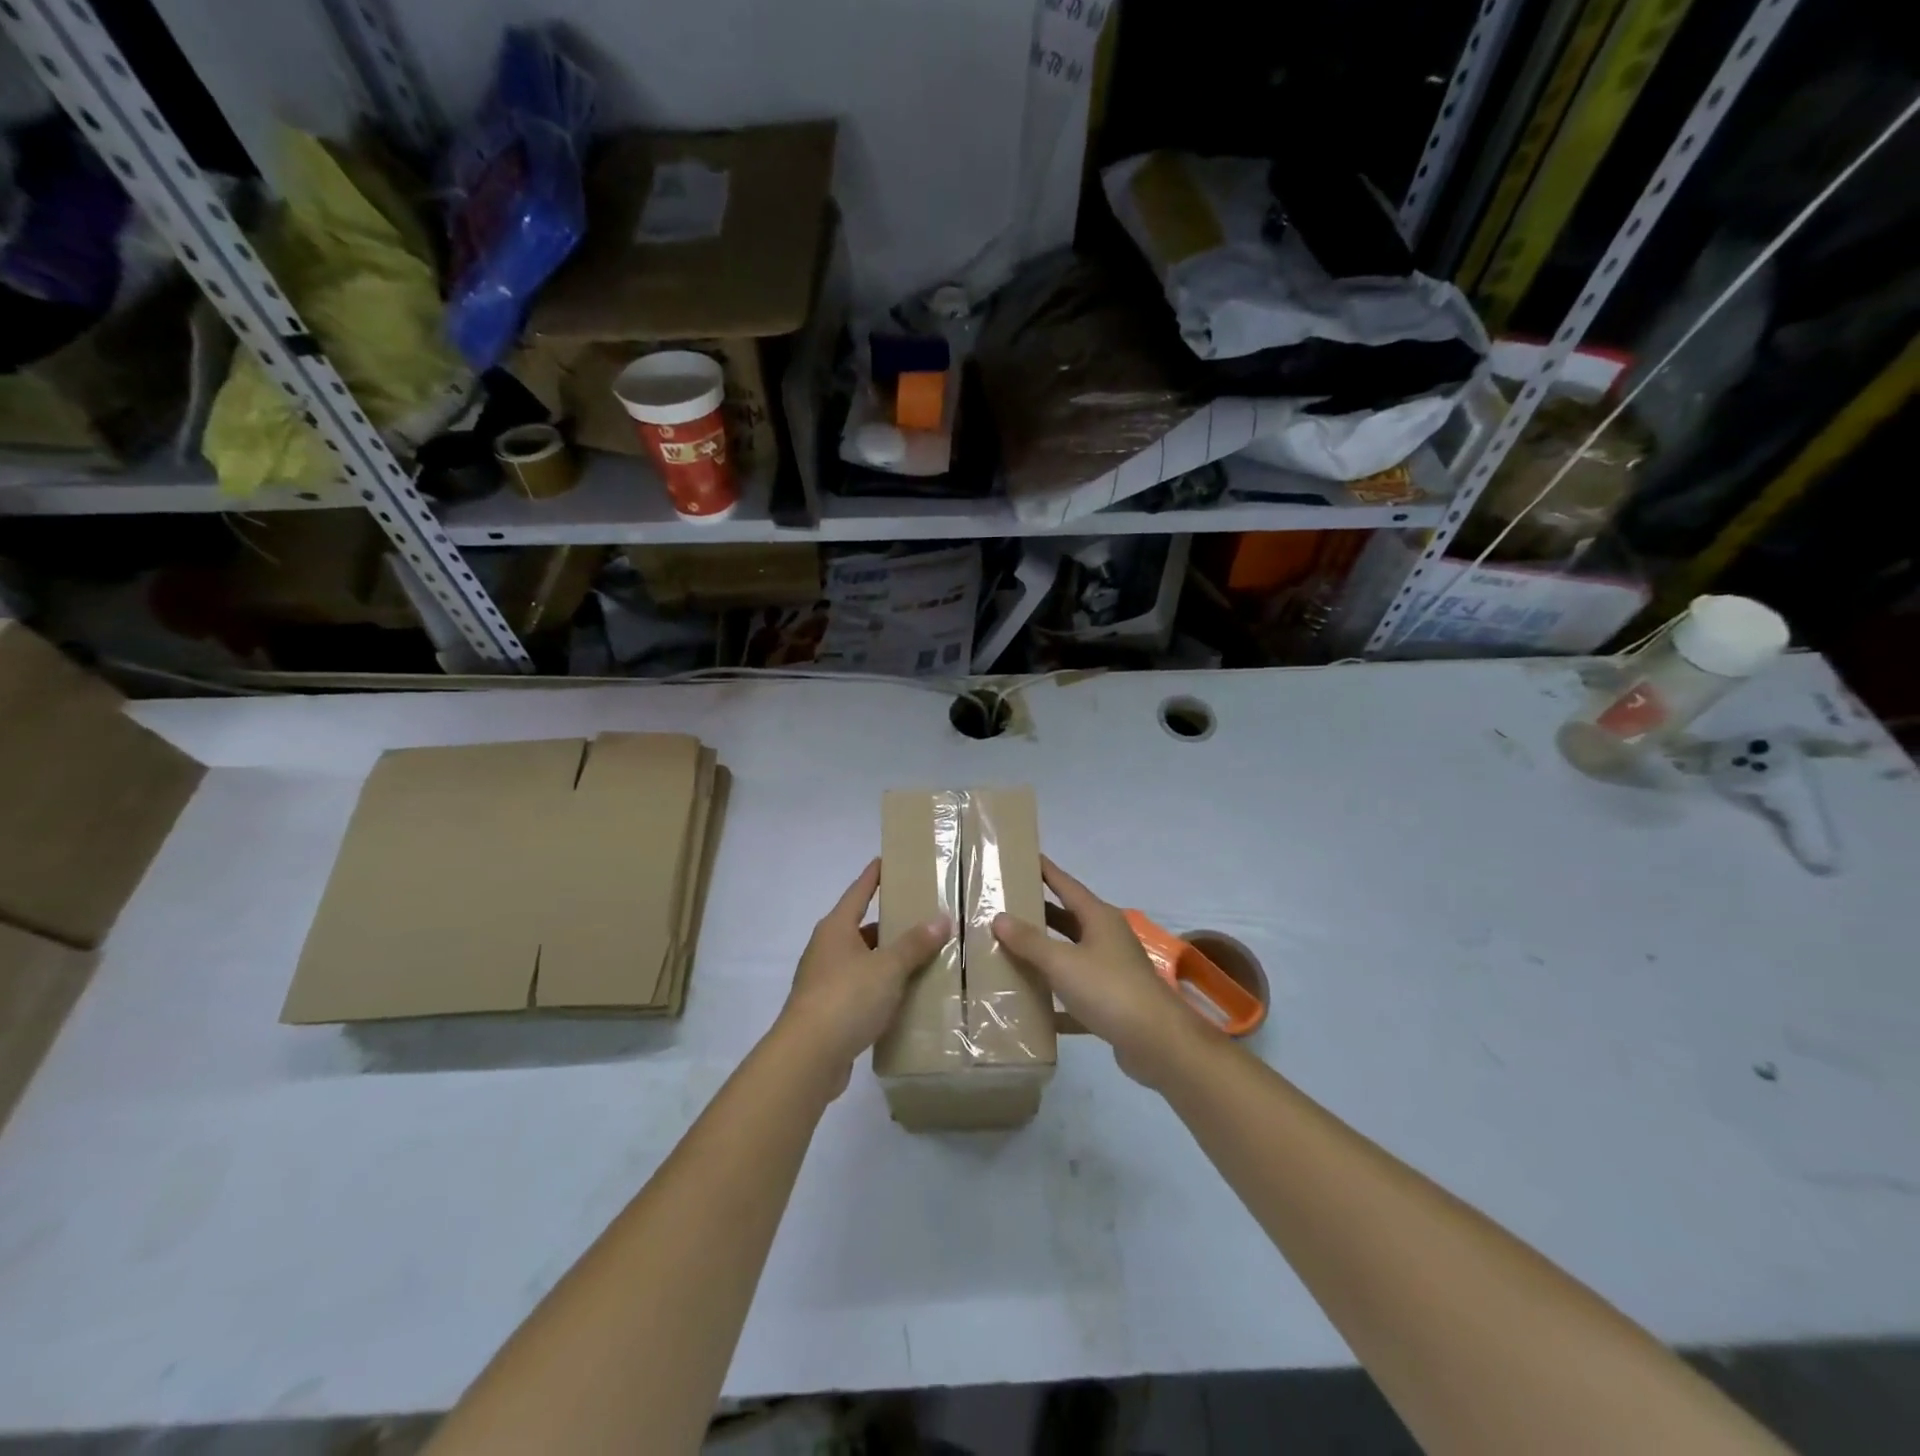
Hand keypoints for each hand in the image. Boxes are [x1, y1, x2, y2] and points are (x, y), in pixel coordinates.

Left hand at [776, 859, 950, 1097]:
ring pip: (862, 961)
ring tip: (921, 957)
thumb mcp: (888, 967)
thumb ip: (915, 944)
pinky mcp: (828, 1012)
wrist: (808, 1057)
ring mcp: (824, 982)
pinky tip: (904, 996)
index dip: (873, 876)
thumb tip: (941, 919)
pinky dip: (881, 988)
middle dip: (889, 923)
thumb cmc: (846, 998)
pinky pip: (860, 990)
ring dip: (887, 959)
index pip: (859, 892)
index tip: (885, 860)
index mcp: (836, 929)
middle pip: (862, 928)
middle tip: (921, 916)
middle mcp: (827, 949)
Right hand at [992, 857, 1216, 1088]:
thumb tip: (999, 917)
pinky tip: (1031, 1004)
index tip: (1024, 858)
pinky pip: (1076, 992)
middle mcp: (1107, 938)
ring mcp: (1111, 970)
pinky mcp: (1111, 1002)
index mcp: (1099, 918)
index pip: (1067, 885)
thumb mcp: (1062, 962)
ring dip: (1045, 952)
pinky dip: (1056, 996)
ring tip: (1010, 949)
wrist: (1156, 1042)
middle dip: (1040, 912)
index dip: (1046, 871)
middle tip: (1006, 906)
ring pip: (1072, 954)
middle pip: (1068, 918)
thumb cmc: (1109, 989)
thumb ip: (1030, 941)